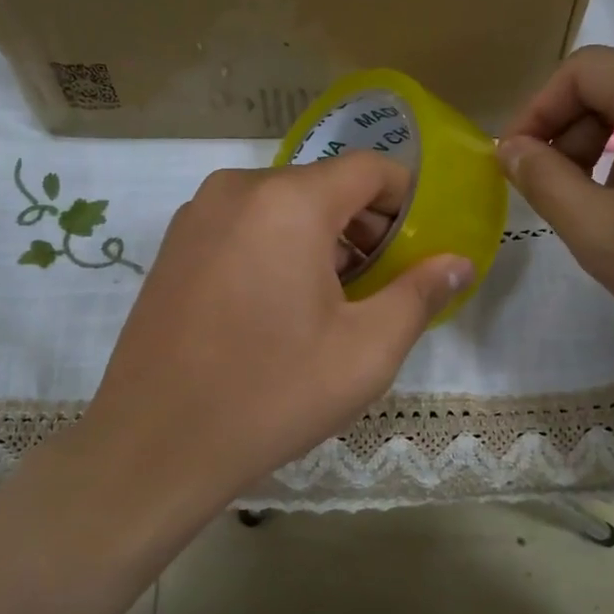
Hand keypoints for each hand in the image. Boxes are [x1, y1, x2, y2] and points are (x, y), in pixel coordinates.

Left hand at [84, 154, 472, 514]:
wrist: (156, 445)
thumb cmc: (272, 394)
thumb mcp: (366, 351)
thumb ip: (420, 294)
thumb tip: (458, 262)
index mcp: (289, 202)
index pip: (370, 169)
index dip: (408, 201)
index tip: (421, 247)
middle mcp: (237, 190)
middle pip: (324, 186)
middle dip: (365, 227)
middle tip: (385, 285)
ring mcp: (196, 217)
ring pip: (282, 207)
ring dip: (321, 240)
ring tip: (335, 303)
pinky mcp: (173, 248)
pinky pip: (244, 228)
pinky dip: (277, 249)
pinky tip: (279, 309)